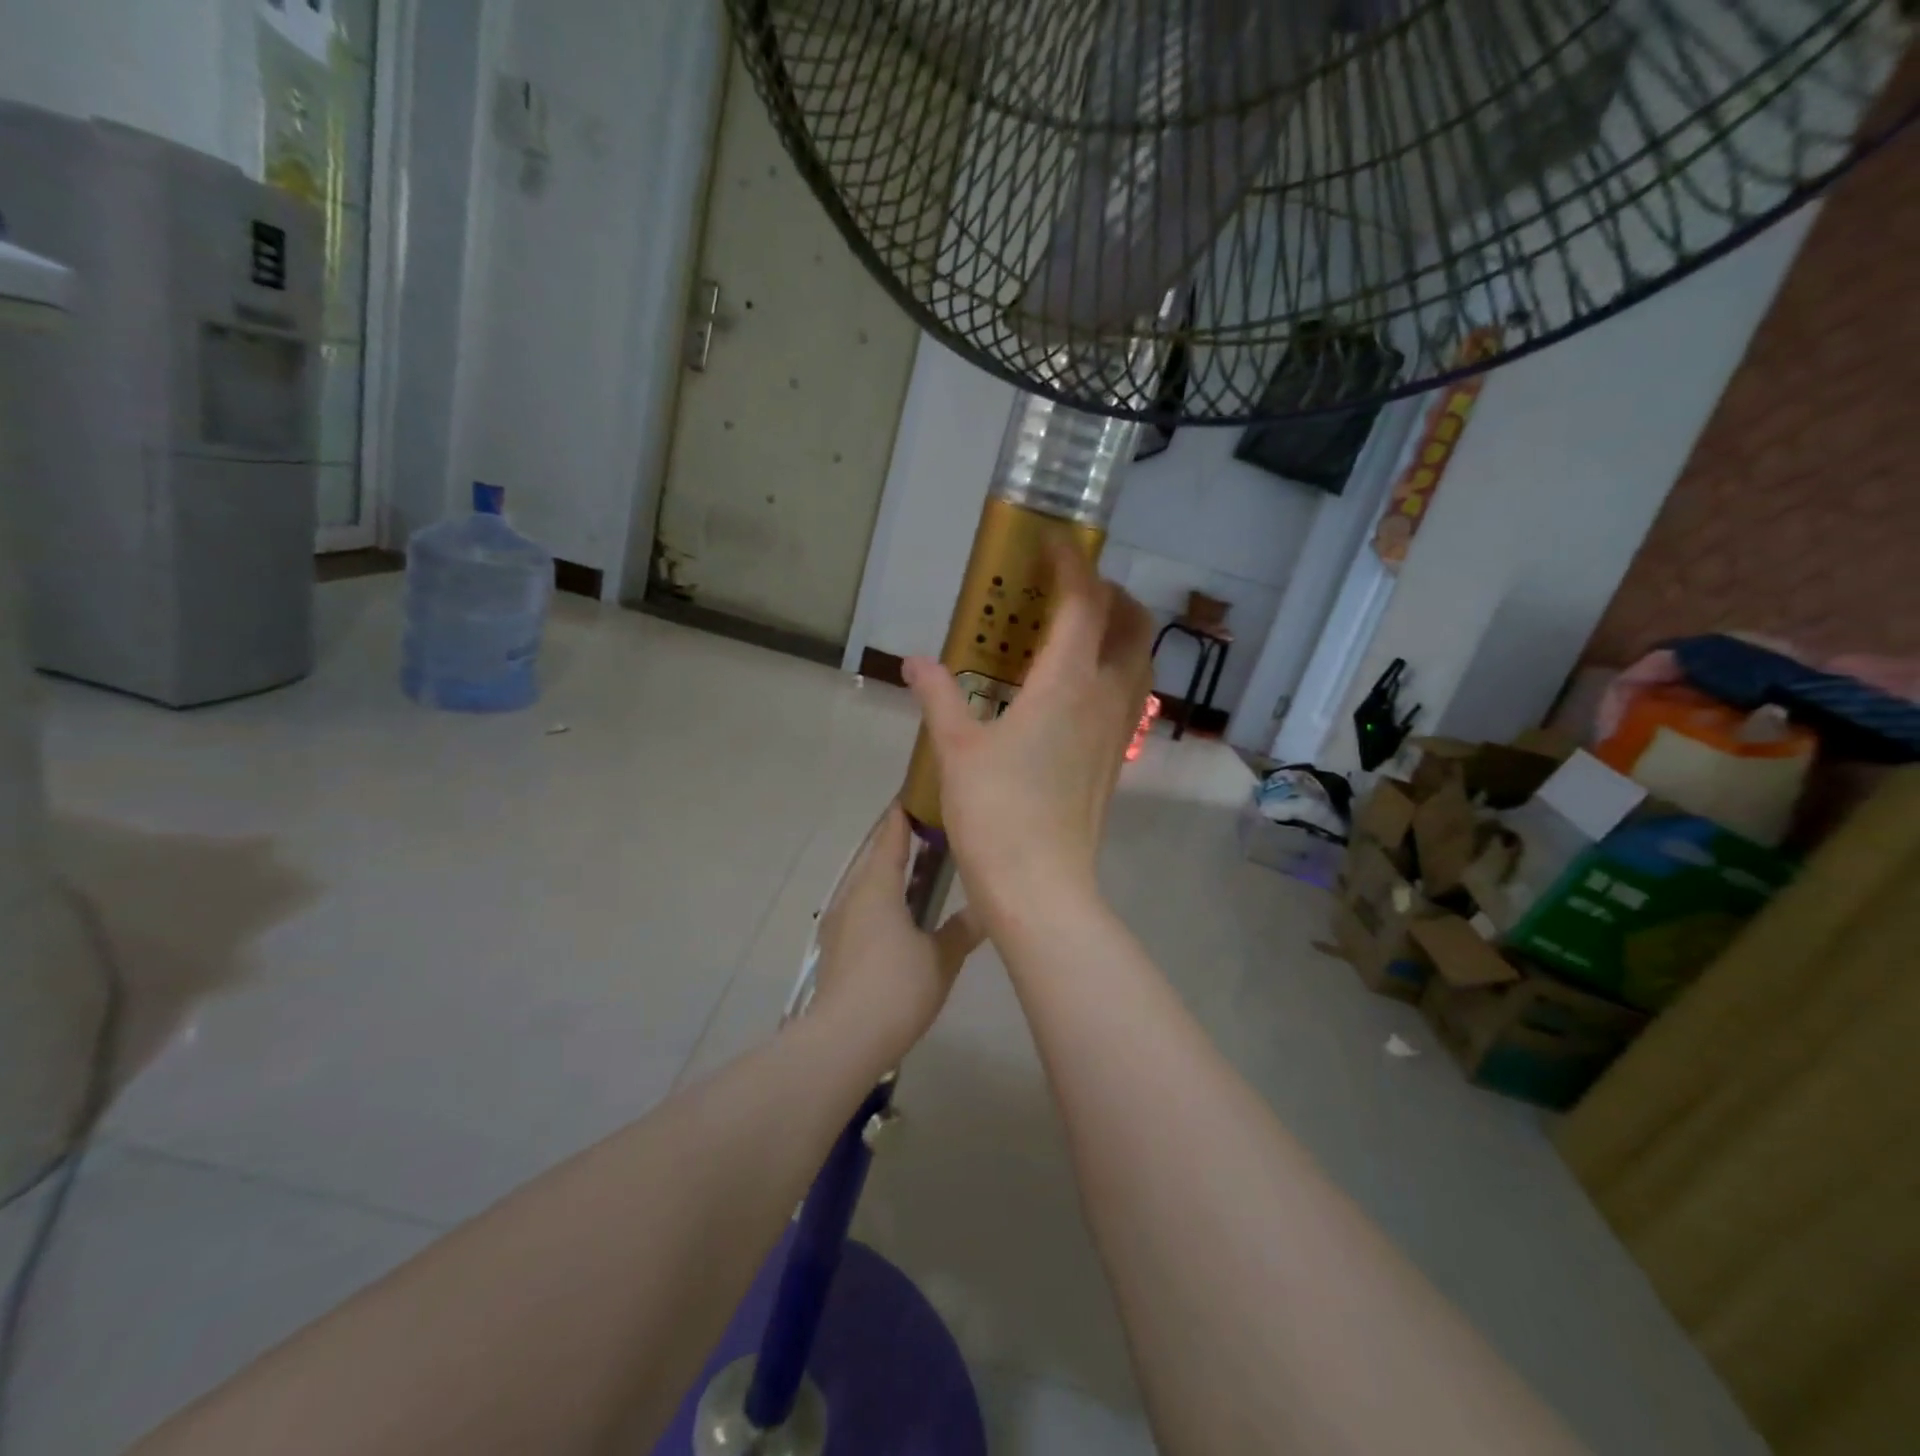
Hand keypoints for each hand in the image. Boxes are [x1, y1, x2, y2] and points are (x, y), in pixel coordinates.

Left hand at [808, 802, 983, 1063]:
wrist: (843, 1040)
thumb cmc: (896, 989)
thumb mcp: (940, 959)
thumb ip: (963, 930)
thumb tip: (987, 909)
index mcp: (877, 886)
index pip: (891, 836)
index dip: (904, 815)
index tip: (920, 796)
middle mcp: (853, 895)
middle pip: (875, 856)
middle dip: (899, 841)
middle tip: (931, 832)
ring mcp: (840, 921)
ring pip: (866, 882)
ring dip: (889, 871)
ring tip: (919, 871)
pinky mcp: (837, 945)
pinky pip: (861, 905)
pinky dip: (881, 897)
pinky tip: (900, 913)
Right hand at [904, 543, 1152, 934]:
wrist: (1042, 888)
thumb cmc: (997, 813)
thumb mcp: (957, 749)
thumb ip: (938, 697)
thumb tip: (914, 662)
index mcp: (1067, 683)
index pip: (1085, 602)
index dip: (1072, 565)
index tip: (1053, 544)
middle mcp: (1106, 697)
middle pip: (1132, 624)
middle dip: (1109, 593)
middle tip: (1070, 590)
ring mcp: (1118, 730)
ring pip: (1138, 660)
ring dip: (1118, 631)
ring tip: (1074, 631)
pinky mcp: (1117, 759)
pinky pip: (1128, 694)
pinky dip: (1113, 669)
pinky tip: (1073, 688)